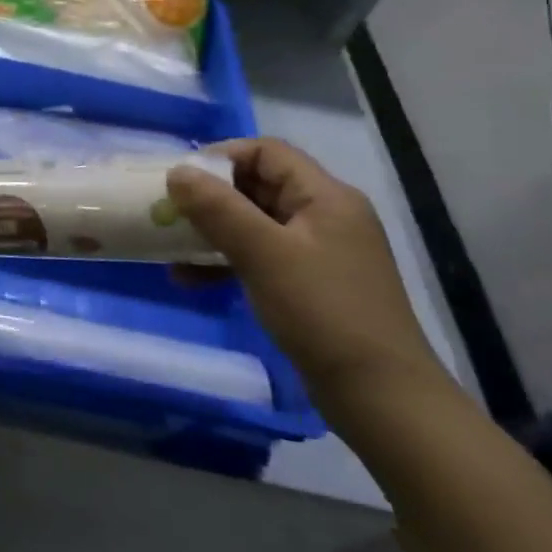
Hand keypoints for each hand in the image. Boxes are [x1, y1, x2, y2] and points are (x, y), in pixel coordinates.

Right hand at [166, 139, 446, 410]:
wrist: (382, 399)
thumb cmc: (323, 312)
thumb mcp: (264, 253)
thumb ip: (218, 208)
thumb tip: (177, 171)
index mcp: (326, 197)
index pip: (267, 152)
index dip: (221, 157)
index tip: (181, 179)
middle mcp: (325, 216)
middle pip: (258, 185)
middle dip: (209, 197)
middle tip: (168, 212)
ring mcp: (320, 253)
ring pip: (254, 223)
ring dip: (212, 231)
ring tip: (172, 249)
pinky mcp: (310, 285)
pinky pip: (260, 256)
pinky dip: (226, 260)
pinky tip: (190, 279)